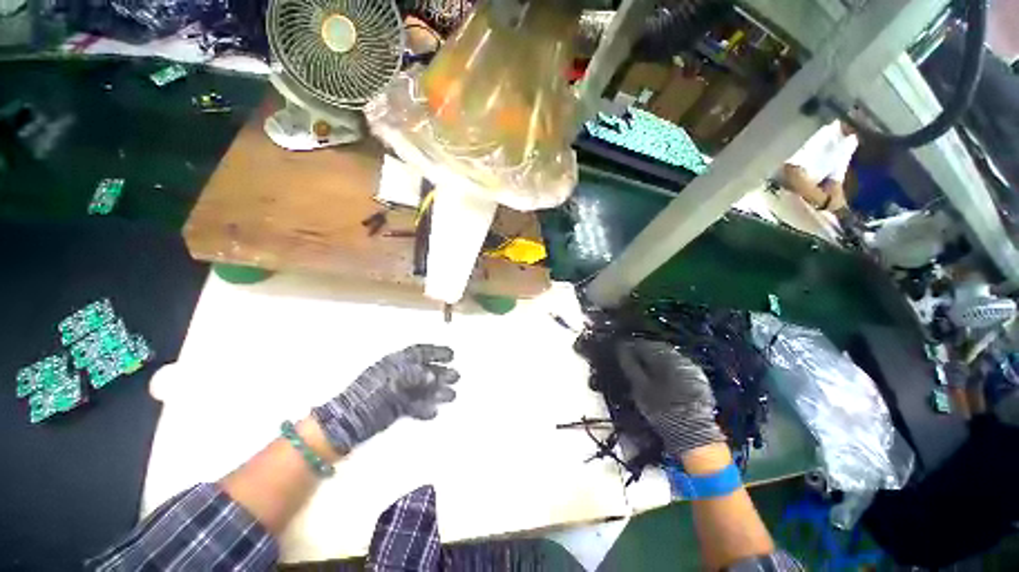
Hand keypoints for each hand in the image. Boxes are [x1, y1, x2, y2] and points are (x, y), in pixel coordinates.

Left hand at [312, 344, 458, 454]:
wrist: (347, 421)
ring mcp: (397, 392)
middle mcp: (399, 375)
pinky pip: (414, 406)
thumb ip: (413, 374)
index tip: (452, 355)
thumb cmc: (369, 394)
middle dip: (441, 373)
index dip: (436, 352)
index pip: (419, 353)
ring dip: (437, 392)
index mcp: (395, 363)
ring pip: (422, 389)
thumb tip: (432, 375)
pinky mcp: (395, 409)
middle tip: (456, 377)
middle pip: (425, 371)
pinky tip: (433, 412)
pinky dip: (424, 409)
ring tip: (452, 395)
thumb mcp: (391, 378)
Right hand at [616, 340, 723, 456]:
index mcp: (666, 358)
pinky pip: (679, 367)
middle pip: (658, 349)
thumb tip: (621, 348)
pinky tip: (662, 379)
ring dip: (656, 360)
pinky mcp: (700, 380)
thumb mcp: (640, 387)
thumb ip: (630, 365)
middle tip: (631, 360)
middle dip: (644, 352)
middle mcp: (681, 359)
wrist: (695, 436)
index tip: (621, 351)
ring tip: (645, 370)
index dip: (631, 346)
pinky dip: (668, 369)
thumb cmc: (662, 410)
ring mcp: (693, 369)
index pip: (644, 345)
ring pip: (669, 357)